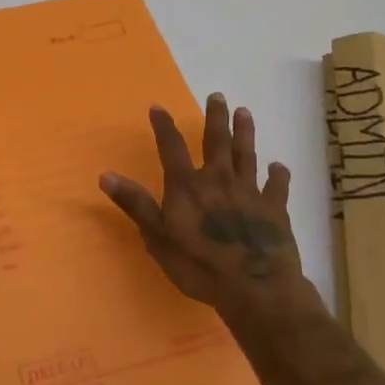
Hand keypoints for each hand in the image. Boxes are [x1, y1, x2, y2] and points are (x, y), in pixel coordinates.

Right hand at [101, 93, 320, 327]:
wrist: (255, 287)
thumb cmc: (199, 265)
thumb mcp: (157, 237)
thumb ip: (135, 204)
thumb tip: (105, 175)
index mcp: (188, 186)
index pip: (172, 148)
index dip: (164, 126)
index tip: (158, 107)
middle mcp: (219, 180)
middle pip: (216, 142)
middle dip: (215, 118)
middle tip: (217, 96)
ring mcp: (250, 193)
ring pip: (247, 155)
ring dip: (245, 133)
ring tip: (245, 112)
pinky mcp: (275, 210)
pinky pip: (277, 186)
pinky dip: (278, 175)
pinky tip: (279, 166)